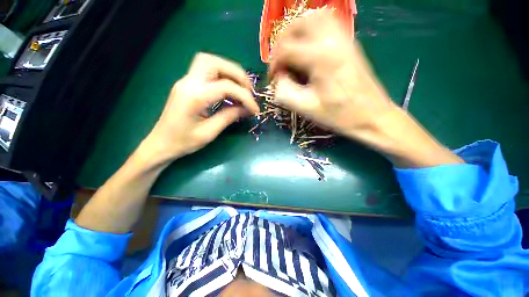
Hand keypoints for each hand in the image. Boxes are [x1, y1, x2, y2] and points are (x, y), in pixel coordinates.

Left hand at [141, 53, 259, 164]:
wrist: (160, 143)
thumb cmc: (183, 142)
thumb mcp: (209, 133)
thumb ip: (229, 117)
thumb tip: (247, 109)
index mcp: (194, 97)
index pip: (226, 87)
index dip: (245, 97)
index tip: (255, 109)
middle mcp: (188, 82)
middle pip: (215, 62)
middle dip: (237, 74)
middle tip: (249, 90)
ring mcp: (186, 81)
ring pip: (209, 61)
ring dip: (228, 70)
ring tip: (240, 87)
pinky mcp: (187, 84)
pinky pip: (206, 70)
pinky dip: (221, 75)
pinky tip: (229, 88)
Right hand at [269, 10, 396, 140]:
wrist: (372, 116)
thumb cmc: (339, 115)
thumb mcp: (307, 108)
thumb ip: (285, 92)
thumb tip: (278, 79)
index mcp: (321, 58)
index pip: (286, 49)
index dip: (273, 64)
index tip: (272, 78)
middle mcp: (332, 40)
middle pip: (298, 24)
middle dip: (282, 42)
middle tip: (279, 62)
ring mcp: (344, 38)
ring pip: (313, 18)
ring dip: (296, 32)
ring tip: (290, 52)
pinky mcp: (349, 42)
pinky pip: (327, 23)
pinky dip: (311, 30)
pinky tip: (308, 48)